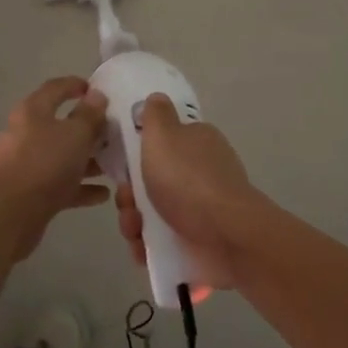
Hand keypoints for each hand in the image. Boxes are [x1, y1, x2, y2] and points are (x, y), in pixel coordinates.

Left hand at [0, 77, 110, 258]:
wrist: (10, 214)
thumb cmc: (46, 163)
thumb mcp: (76, 134)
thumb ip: (90, 115)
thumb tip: (96, 95)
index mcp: (33, 111)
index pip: (55, 88)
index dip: (76, 85)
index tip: (97, 90)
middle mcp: (26, 133)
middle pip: (60, 125)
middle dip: (88, 129)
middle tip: (113, 132)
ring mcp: (26, 164)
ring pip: (61, 156)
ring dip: (87, 160)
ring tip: (113, 165)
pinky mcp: (29, 192)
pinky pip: (59, 184)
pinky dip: (79, 186)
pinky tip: (103, 194)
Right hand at [114, 94, 261, 293]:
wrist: (225, 235)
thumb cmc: (189, 179)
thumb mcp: (164, 134)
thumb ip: (156, 115)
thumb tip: (156, 97)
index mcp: (197, 143)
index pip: (162, 143)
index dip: (137, 155)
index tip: (122, 166)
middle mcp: (201, 173)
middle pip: (152, 181)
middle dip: (131, 195)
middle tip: (127, 203)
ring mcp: (201, 209)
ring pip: (153, 213)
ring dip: (134, 222)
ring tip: (134, 231)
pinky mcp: (198, 240)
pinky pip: (163, 242)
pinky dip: (148, 246)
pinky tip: (141, 250)